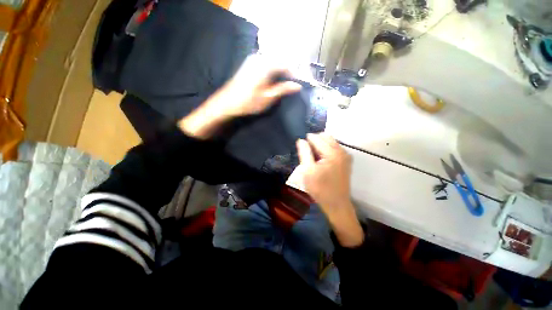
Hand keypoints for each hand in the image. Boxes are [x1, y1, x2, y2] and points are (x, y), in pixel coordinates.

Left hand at [179, 55, 301, 138]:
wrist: (227, 103)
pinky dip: (271, 73)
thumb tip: (298, 86)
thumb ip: (283, 89)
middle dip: (287, 74)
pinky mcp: (248, 65)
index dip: (294, 75)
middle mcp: (260, 59)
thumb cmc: (248, 102)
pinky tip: (272, 83)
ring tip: (283, 86)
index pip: (286, 65)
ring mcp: (253, 61)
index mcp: (266, 65)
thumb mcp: (268, 97)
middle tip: (291, 87)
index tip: (298, 85)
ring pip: (272, 64)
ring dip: (279, 74)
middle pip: (279, 63)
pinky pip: (265, 66)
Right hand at [296, 133, 363, 246]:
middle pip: (325, 137)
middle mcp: (341, 150)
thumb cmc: (320, 189)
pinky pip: (334, 148)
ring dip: (320, 145)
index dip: (307, 141)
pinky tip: (321, 160)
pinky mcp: (346, 160)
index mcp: (332, 153)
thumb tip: (301, 140)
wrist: (337, 204)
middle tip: (307, 154)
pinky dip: (326, 150)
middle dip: (314, 141)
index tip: (301, 149)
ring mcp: (345, 155)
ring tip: (313, 157)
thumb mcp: (308, 171)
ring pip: (330, 141)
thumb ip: (304, 153)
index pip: (317, 138)